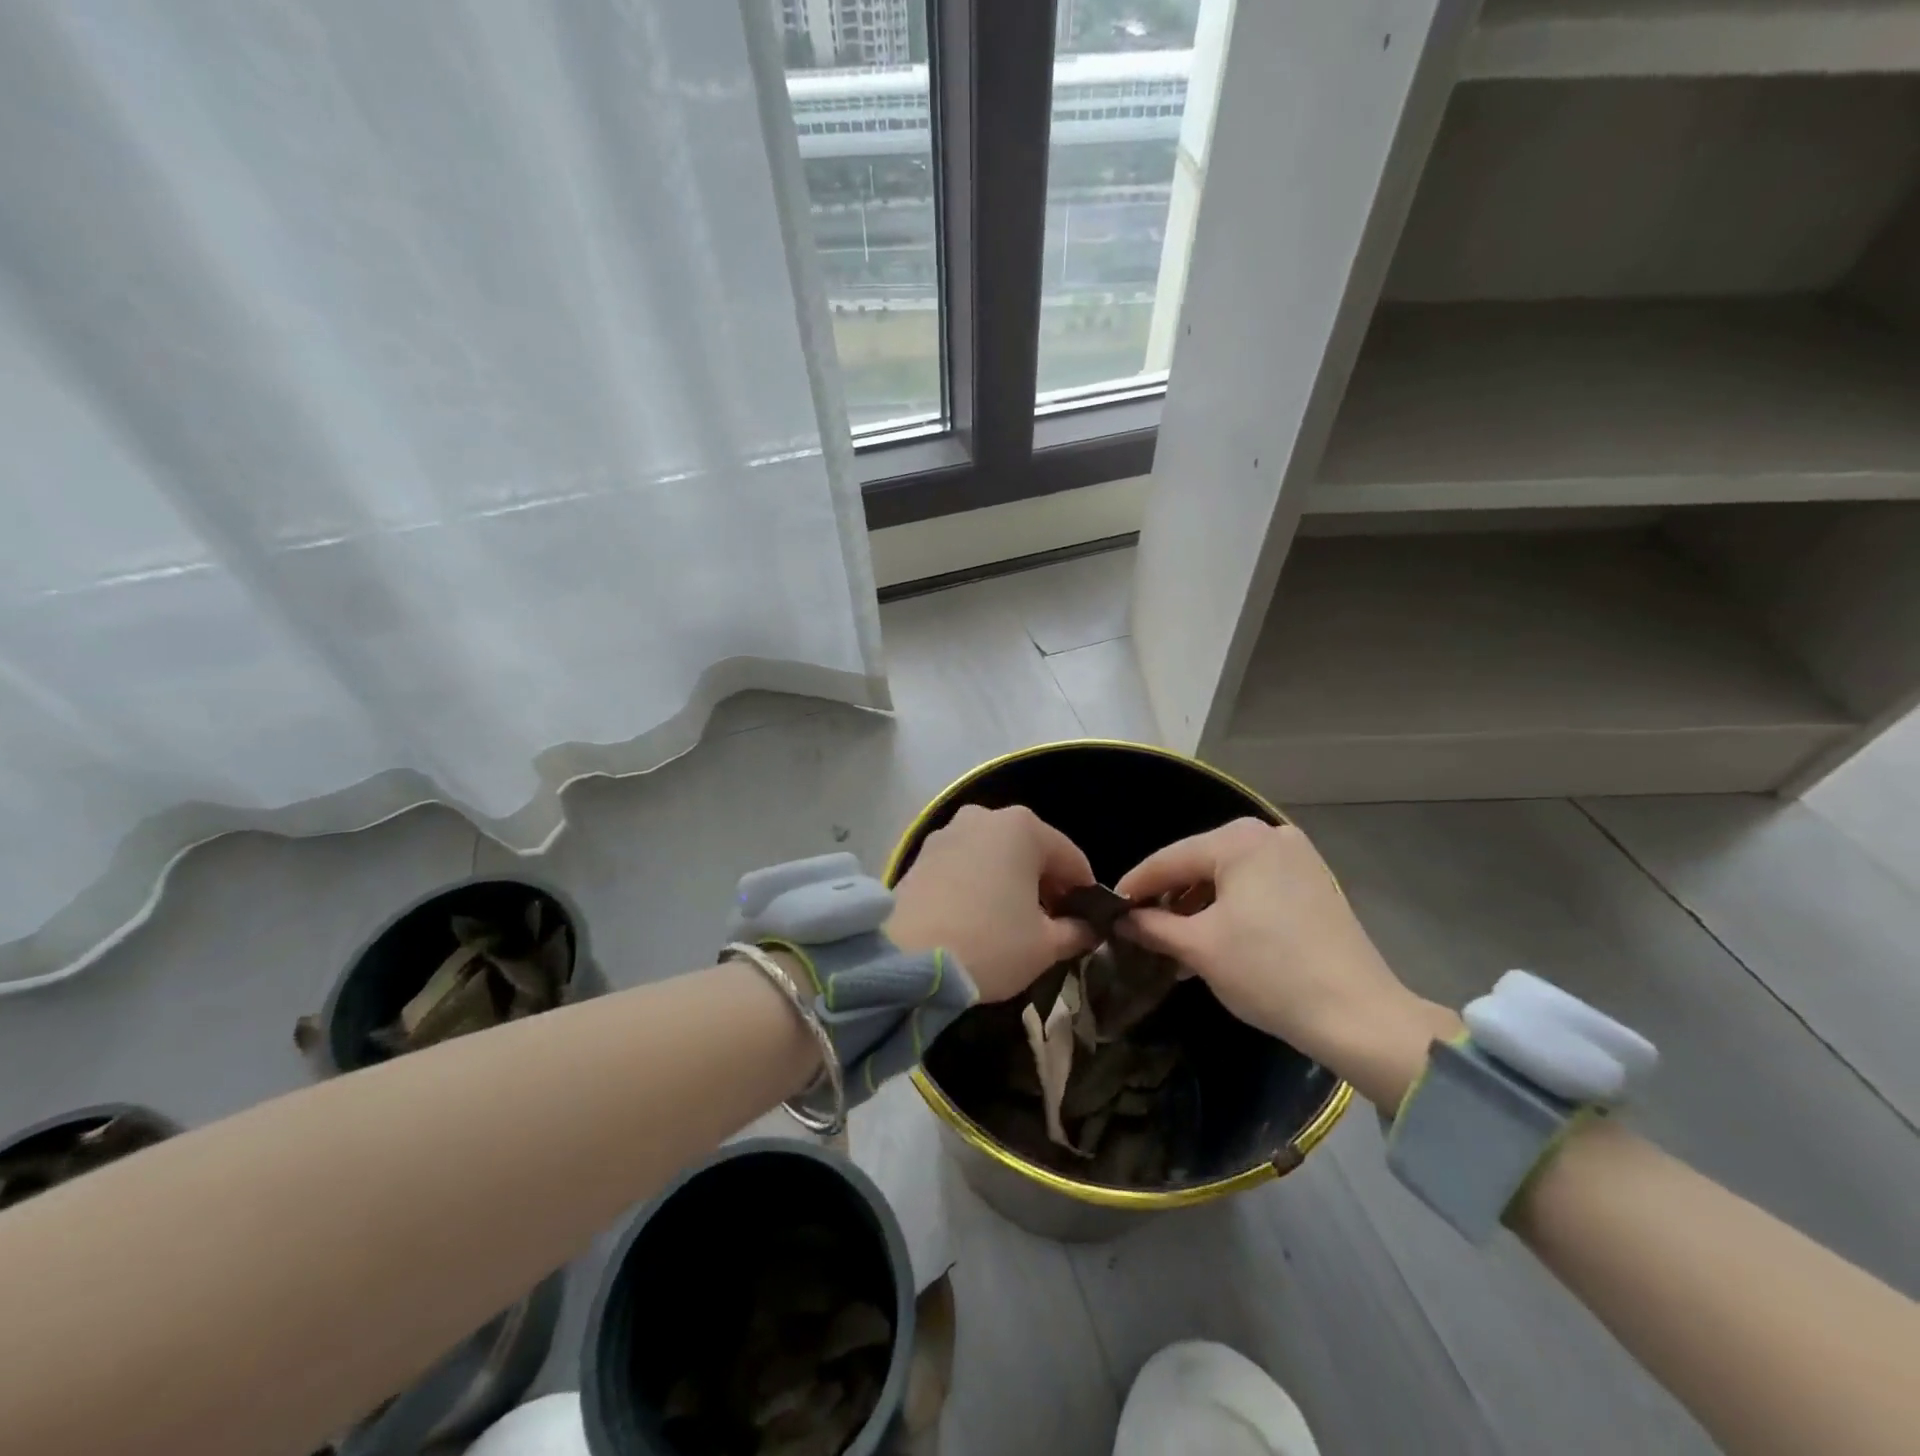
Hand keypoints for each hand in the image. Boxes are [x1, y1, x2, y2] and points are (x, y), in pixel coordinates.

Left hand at [887, 805, 1099, 1002]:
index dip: (1084, 894)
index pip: (1072, 859)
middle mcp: (985, 817)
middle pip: (1031, 851)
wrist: (908, 958)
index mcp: (1023, 827)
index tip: (1086, 925)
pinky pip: (965, 864)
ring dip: (1010, 882)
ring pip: (996, 855)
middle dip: (1045, 885)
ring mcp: (948, 832)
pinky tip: (977, 917)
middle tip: (1050, 927)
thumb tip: (1087, 930)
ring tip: (1011, 923)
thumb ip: (1076, 931)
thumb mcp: (1045, 945)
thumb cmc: (990, 943)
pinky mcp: (921, 854)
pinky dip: (979, 883)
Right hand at [1115, 818, 1458, 1107]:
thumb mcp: (1198, 948)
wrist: (1359, 1016)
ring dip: (1198, 905)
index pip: (1168, 859)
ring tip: (1175, 941)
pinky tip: (1215, 937)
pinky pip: (1255, 885)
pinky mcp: (1314, 882)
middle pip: (1198, 863)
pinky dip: (1230, 907)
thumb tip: (1120, 919)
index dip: (1135, 886)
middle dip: (1169, 897)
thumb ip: (1151, 926)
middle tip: (1141, 927)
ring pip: (1227, 875)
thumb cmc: (1269, 973)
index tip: (1108, 909)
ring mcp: (1297, 856)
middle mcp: (1269, 835)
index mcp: (1238, 841)